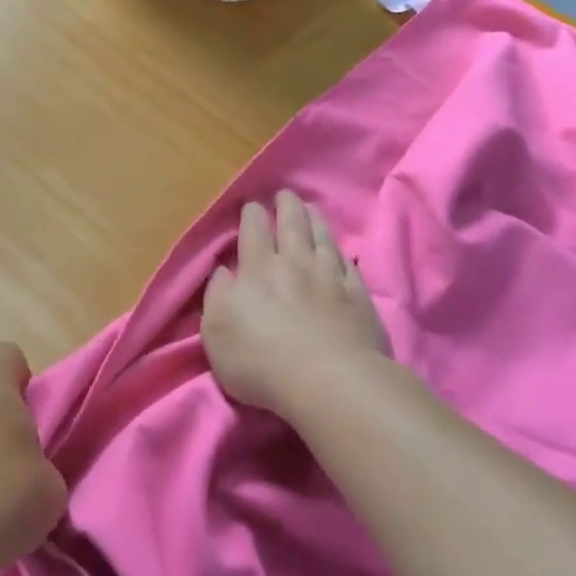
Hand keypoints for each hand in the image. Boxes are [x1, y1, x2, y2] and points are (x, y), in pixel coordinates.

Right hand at [203, 190, 388, 416]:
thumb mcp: (216, 333)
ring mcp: (331, 278)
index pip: (254, 231)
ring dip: (315, 220)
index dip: (252, 215)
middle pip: (292, 225)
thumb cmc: (261, 361)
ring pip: (323, 238)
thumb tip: (223, 270)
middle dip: (286, 206)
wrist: (328, 381)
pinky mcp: (358, 297)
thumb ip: (217, 296)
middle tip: (285, 194)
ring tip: (311, 208)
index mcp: (258, 269)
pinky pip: (350, 266)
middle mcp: (295, 264)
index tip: (252, 206)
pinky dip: (343, 254)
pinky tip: (342, 252)